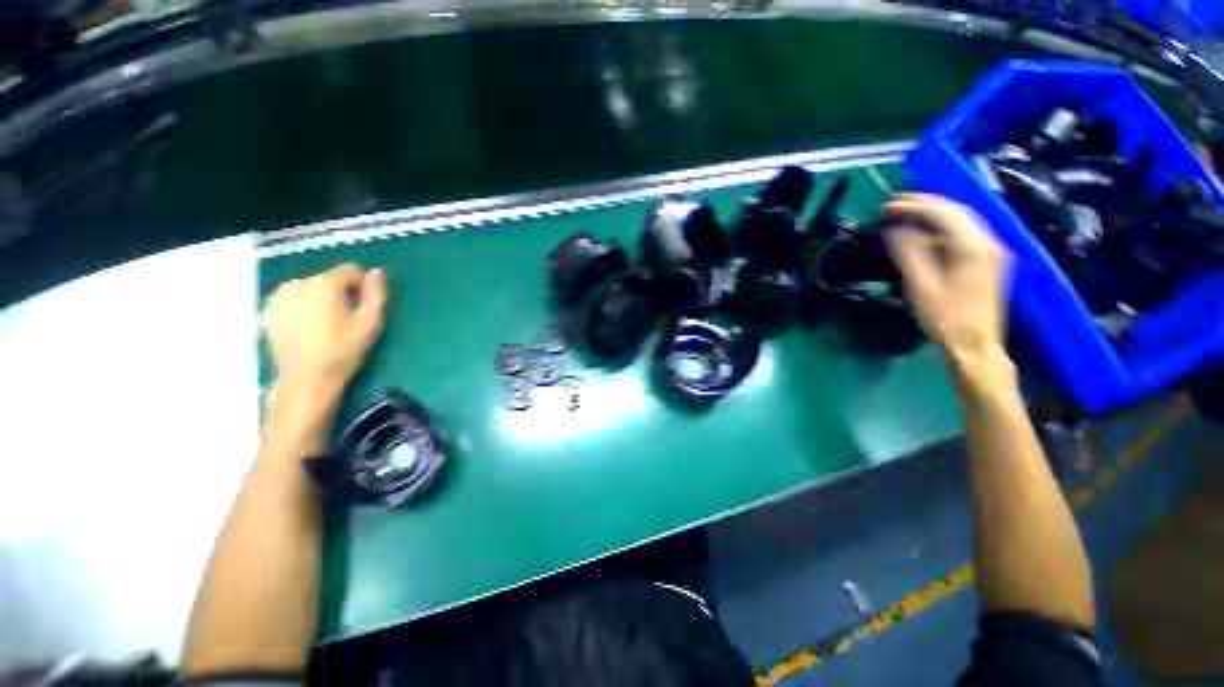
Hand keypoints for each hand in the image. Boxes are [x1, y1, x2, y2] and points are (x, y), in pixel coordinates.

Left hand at [263, 264, 388, 387]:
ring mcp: (280, 295)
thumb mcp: (371, 322)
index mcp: (325, 283)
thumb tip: (377, 272)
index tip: (361, 308)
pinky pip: (295, 299)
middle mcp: (299, 282)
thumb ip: (376, 293)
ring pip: (311, 288)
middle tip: (344, 320)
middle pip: (329, 279)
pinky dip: (304, 308)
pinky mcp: (269, 309)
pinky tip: (307, 330)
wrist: (306, 378)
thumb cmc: (344, 350)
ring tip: (325, 326)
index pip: (351, 270)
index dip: (361, 287)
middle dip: (340, 294)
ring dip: (321, 300)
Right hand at [881, 193, 1011, 361]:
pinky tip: (925, 232)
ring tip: (906, 213)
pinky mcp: (988, 260)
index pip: (943, 213)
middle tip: (894, 204)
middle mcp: (989, 243)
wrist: (975, 345)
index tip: (886, 206)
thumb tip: (895, 229)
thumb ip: (909, 254)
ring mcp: (992, 251)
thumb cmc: (945, 319)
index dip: (913, 206)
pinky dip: (942, 227)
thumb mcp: (921, 286)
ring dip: (933, 213)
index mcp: (973, 248)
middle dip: (924, 203)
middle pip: (956, 211)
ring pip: (963, 220)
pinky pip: (965, 233)